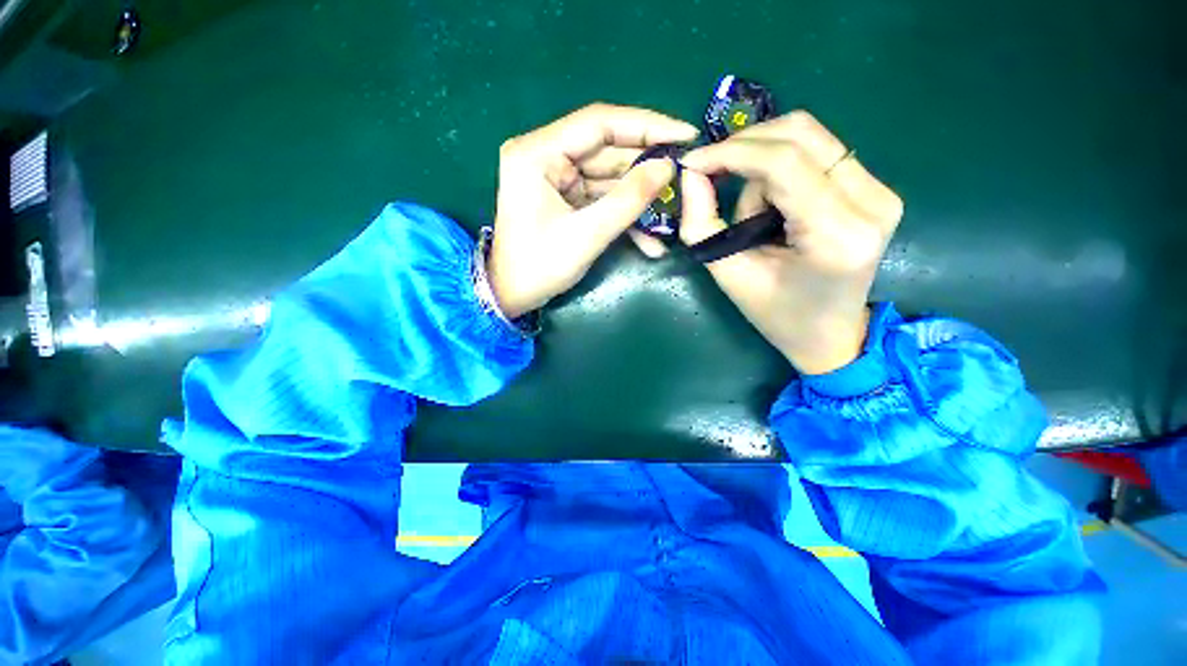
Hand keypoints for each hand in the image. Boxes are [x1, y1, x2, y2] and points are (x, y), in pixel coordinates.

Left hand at [488, 103, 697, 317]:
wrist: (512, 296)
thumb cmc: (540, 267)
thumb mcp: (587, 234)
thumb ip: (628, 200)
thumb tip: (667, 167)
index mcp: (538, 152)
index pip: (600, 123)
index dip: (647, 126)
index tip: (685, 134)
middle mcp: (545, 155)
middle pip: (607, 150)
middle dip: (646, 168)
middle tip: (685, 175)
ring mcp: (555, 178)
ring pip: (608, 177)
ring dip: (639, 198)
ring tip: (674, 211)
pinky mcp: (564, 198)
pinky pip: (601, 198)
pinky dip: (623, 215)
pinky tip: (650, 238)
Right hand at [642, 111, 902, 374]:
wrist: (831, 334)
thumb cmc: (777, 315)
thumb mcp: (729, 274)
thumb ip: (702, 224)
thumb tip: (691, 175)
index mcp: (837, 235)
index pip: (783, 163)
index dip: (730, 152)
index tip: (692, 162)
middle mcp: (872, 202)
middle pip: (801, 133)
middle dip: (744, 147)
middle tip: (711, 173)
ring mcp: (881, 190)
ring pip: (808, 137)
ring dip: (762, 163)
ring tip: (751, 212)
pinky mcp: (877, 187)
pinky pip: (818, 152)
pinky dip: (780, 166)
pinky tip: (770, 201)